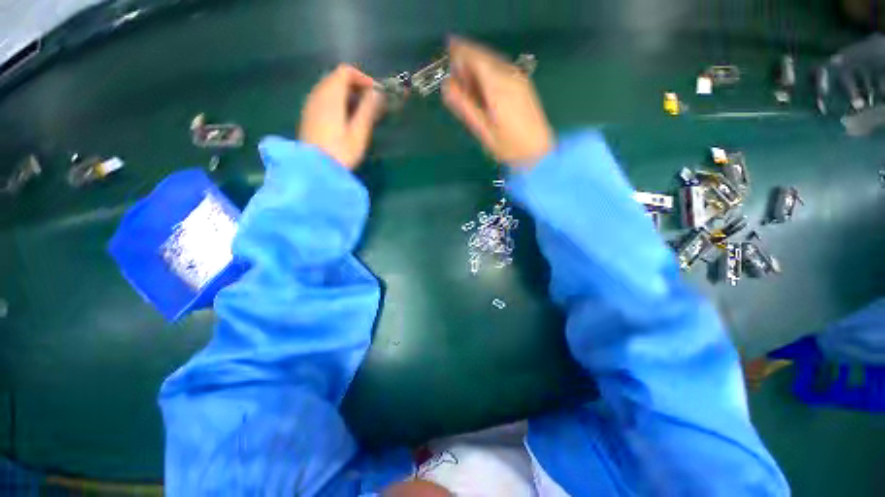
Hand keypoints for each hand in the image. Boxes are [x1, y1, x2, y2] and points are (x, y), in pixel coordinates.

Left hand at [299, 64, 384, 168]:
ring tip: (360, 113)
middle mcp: (318, 94)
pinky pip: (323, 98)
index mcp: (331, 95)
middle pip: (336, 78)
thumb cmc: (340, 151)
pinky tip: (345, 119)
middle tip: (370, 104)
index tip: (376, 94)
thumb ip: (368, 110)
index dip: (363, 78)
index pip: (345, 71)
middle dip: (355, 86)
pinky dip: (336, 101)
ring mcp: (310, 104)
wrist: (313, 169)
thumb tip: (377, 93)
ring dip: (346, 94)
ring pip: (329, 88)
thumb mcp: (359, 132)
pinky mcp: (308, 115)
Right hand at [443, 38, 553, 165]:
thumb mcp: (483, 130)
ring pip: (493, 60)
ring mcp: (519, 78)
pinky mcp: (523, 83)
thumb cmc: (509, 146)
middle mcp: (510, 76)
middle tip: (454, 71)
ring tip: (466, 80)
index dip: (460, 52)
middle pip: (484, 55)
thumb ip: (465, 107)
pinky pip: (502, 68)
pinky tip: (483, 85)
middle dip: (467, 57)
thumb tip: (446, 86)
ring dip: (477, 64)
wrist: (538, 151)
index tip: (447, 54)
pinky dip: (488, 70)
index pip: (476, 58)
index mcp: (498, 87)